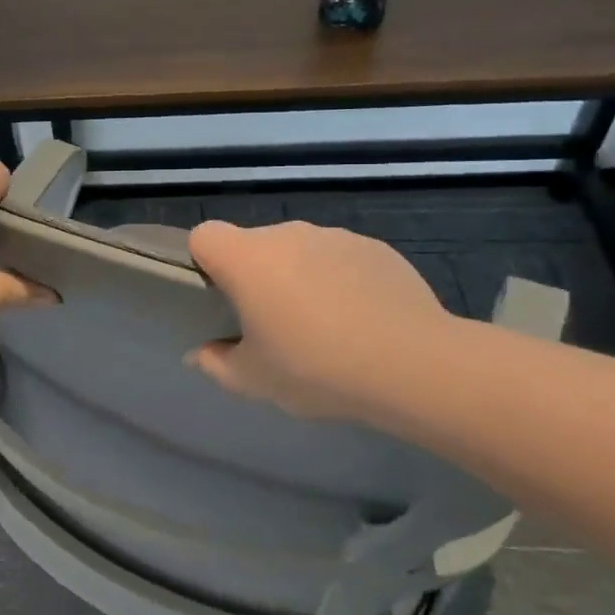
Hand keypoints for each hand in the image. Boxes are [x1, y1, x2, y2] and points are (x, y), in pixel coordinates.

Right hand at [186, 219, 452, 419]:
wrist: (413, 364)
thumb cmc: (315, 368)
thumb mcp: (254, 380)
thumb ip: (216, 363)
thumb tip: (201, 354)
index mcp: (247, 259)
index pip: (204, 235)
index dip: (204, 262)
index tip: (219, 299)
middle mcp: (286, 234)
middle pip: (252, 244)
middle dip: (254, 276)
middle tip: (271, 324)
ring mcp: (333, 236)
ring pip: (298, 250)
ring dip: (298, 277)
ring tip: (323, 325)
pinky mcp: (374, 246)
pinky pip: (339, 258)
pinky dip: (339, 280)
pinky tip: (360, 319)